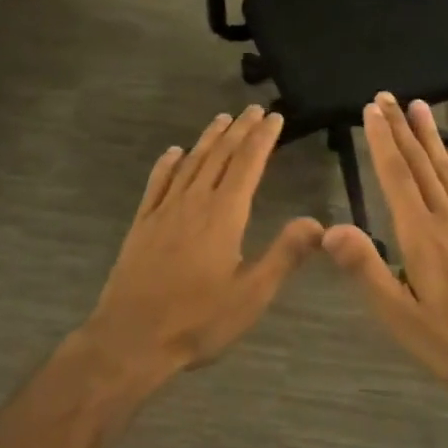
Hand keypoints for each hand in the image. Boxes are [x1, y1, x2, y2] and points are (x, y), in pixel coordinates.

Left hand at [84, 105, 323, 377]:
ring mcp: (164, 210)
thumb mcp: (251, 295)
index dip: (262, 138)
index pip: (248, 164)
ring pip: (190, 163)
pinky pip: (157, 183)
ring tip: (221, 119)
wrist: (131, 338)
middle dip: (239, 130)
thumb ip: (284, 255)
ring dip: (208, 139)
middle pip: (220, 156)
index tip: (274, 117)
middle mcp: (194, 202)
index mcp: (224, 216)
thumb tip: (316, 223)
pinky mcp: (142, 223)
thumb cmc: (197, 320)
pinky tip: (174, 152)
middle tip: (253, 109)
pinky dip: (168, 163)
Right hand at [323, 94, 447, 394]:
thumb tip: (331, 228)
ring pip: (447, 171)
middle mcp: (447, 220)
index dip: (382, 141)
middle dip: (402, 128)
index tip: (372, 110)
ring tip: (420, 107)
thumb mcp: (398, 315)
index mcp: (421, 236)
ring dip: (431, 137)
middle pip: (420, 165)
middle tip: (388, 96)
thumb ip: (365, 269)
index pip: (396, 177)